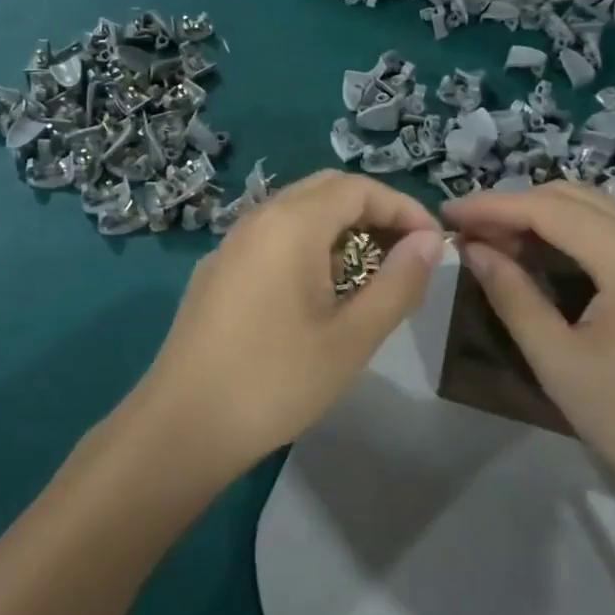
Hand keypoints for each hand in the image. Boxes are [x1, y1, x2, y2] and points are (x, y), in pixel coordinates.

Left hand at [124, 171, 444, 488]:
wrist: (181, 427)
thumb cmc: (275, 382)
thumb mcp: (352, 338)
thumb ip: (398, 283)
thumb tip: (430, 241)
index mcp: (291, 223)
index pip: (359, 188)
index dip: (403, 208)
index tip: (433, 245)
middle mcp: (258, 218)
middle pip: (326, 189)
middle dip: (372, 212)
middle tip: (404, 254)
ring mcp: (231, 242)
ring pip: (296, 211)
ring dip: (339, 228)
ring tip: (367, 276)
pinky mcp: (216, 269)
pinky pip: (271, 236)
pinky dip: (306, 244)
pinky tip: (315, 294)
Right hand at [445, 182, 614, 524]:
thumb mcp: (559, 361)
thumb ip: (512, 295)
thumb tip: (473, 249)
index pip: (545, 208)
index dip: (490, 205)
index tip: (445, 212)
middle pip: (569, 197)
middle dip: (513, 206)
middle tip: (467, 231)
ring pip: (592, 208)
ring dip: (540, 216)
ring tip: (496, 241)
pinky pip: (612, 230)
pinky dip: (569, 232)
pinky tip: (542, 255)